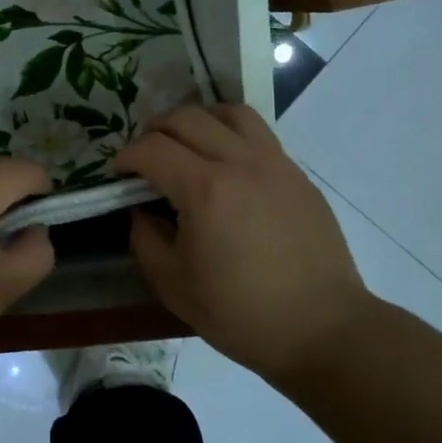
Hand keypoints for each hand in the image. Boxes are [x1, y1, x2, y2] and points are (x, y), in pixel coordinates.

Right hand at [115, 104, 376, 382]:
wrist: (322, 329)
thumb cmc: (241, 313)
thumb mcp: (173, 285)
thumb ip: (145, 239)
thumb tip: (141, 211)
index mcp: (204, 190)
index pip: (153, 148)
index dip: (127, 156)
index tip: (118, 173)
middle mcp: (240, 163)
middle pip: (186, 118)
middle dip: (154, 131)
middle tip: (145, 156)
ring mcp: (275, 164)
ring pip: (229, 113)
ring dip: (197, 120)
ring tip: (186, 143)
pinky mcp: (297, 174)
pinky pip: (258, 133)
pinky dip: (230, 133)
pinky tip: (224, 163)